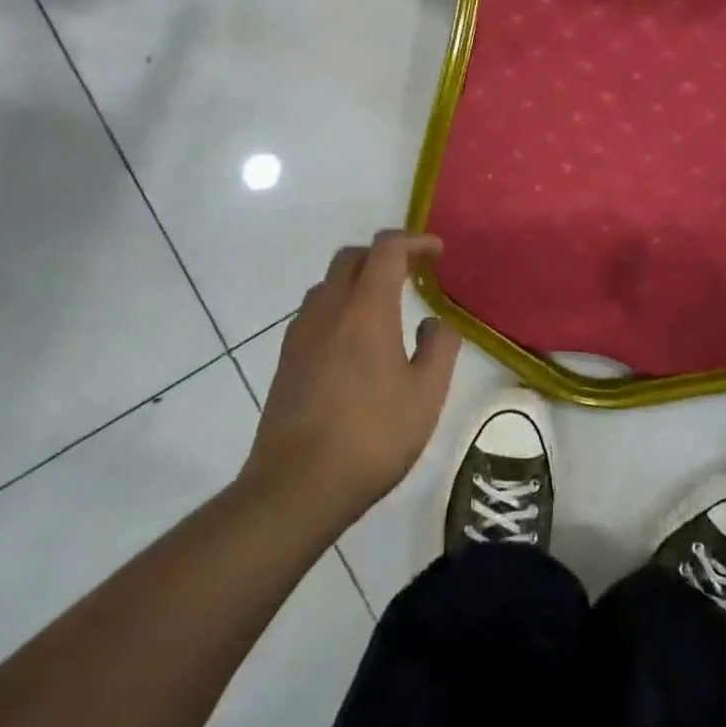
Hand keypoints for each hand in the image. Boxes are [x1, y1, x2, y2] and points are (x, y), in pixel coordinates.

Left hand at [240, 231, 462, 533]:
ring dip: (357, 281)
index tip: (436, 253)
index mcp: (367, 308)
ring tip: (383, 308)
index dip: (414, 241)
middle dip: (383, 255)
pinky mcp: (285, 358)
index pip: (387, 248)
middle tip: (411, 274)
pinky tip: (353, 343)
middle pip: (352, 257)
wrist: (297, 485)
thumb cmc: (372, 436)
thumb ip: (439, 347)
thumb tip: (434, 322)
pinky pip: (315, 313)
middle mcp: (329, 308)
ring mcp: (301, 332)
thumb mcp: (426, 394)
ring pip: (328, 284)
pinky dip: (339, 308)